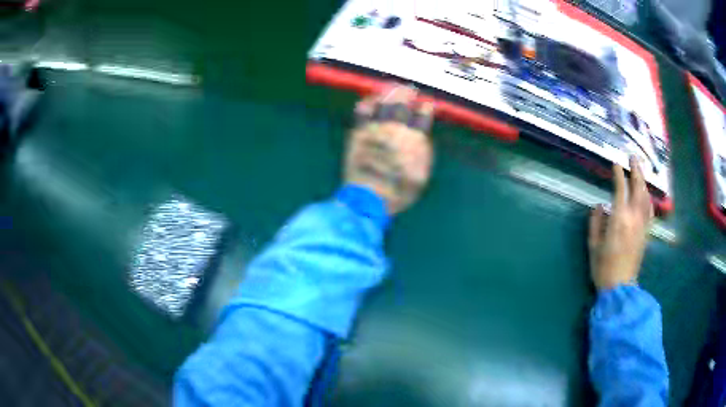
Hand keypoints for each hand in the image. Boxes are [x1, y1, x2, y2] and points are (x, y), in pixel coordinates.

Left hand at [344, 85, 433, 214]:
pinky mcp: (359, 133)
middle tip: (408, 88)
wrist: (368, 197)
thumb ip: (423, 155)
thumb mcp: (420, 178)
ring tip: (391, 87)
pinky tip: (369, 99)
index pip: (422, 118)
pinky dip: (367, 104)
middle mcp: (396, 130)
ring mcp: (376, 129)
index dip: (425, 109)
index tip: (426, 104)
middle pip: (402, 105)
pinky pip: (362, 113)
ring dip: (388, 93)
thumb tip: (422, 138)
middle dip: (407, 94)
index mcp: (414, 140)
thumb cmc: (398, 192)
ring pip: (383, 104)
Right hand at [589, 156, 652, 289]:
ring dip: (643, 181)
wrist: (620, 287)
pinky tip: (647, 194)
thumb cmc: (603, 268)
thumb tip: (599, 206)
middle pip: (638, 188)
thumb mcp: (593, 246)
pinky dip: (648, 199)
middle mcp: (634, 218)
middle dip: (636, 170)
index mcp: (619, 219)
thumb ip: (596, 223)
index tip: (615, 163)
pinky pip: (649, 211)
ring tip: (640, 170)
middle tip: (632, 157)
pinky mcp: (646, 233)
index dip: (618, 174)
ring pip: (646, 197)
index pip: (621, 189)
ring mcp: (642, 225)